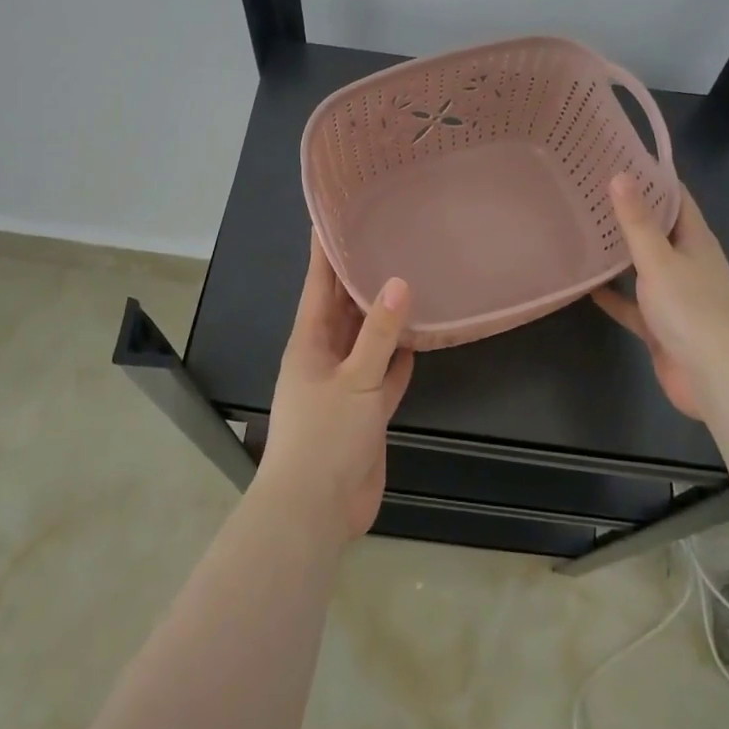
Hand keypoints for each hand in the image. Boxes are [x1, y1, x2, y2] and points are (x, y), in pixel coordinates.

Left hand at [259, 237, 414, 538]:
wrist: (316, 511)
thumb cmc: (324, 437)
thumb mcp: (354, 380)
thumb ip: (379, 334)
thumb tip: (399, 282)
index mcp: (309, 342)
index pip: (318, 285)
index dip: (325, 251)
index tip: (334, 217)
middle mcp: (325, 356)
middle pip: (344, 308)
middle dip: (359, 278)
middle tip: (386, 239)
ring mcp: (345, 385)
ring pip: (366, 340)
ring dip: (383, 317)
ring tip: (408, 280)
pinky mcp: (365, 411)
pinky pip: (384, 374)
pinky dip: (399, 358)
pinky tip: (419, 339)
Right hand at [592, 174, 728, 419]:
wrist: (717, 379)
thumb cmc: (692, 310)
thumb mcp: (660, 260)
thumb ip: (637, 222)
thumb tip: (621, 174)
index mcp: (696, 241)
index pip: (676, 198)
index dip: (652, 177)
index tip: (619, 158)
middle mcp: (688, 263)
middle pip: (658, 230)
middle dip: (629, 213)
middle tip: (589, 191)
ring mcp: (675, 296)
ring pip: (643, 267)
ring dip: (619, 253)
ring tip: (583, 230)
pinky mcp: (661, 325)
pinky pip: (633, 304)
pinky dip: (613, 295)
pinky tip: (586, 285)